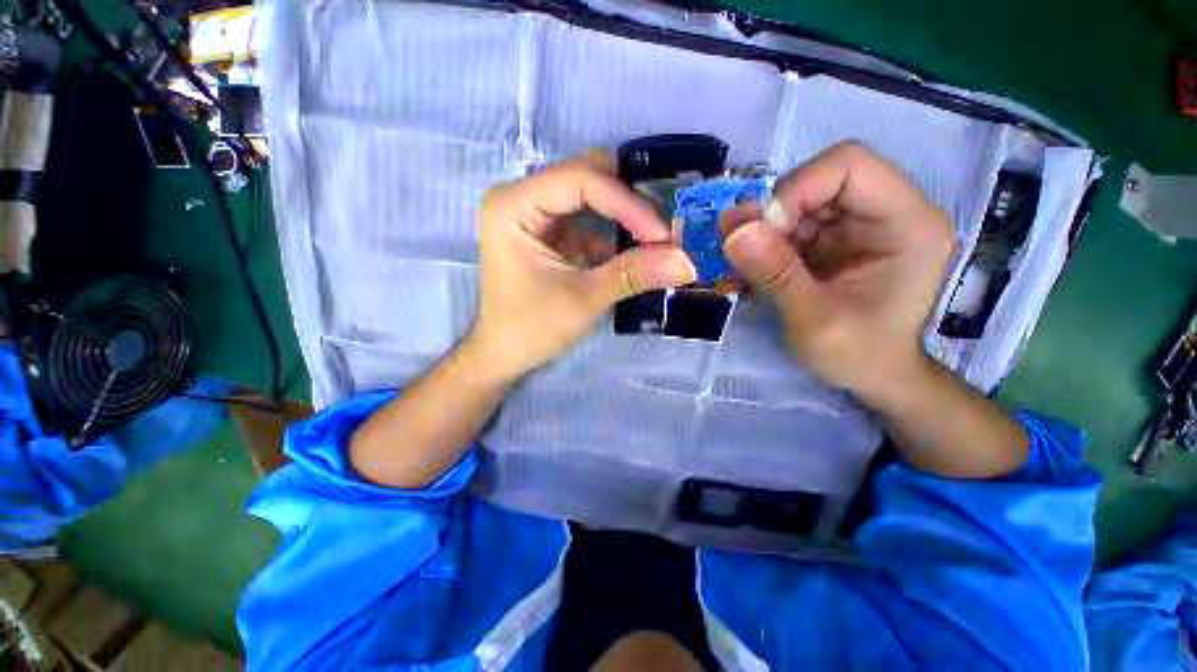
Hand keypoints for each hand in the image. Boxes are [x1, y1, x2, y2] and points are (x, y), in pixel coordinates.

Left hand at [465, 151, 696, 382]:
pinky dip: (617, 231)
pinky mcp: (551, 232)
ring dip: (627, 215)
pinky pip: (591, 218)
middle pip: (587, 176)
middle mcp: (522, 197)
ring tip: (657, 241)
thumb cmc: (531, 329)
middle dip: (630, 202)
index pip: (580, 180)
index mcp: (514, 205)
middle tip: (663, 232)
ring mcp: (537, 213)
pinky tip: (637, 251)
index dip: (628, 203)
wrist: (504, 354)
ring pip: (593, 194)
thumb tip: (688, 262)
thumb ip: (633, 275)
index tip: (663, 235)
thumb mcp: (583, 300)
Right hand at [722, 142, 954, 404]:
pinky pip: (790, 228)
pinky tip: (748, 273)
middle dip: (771, 215)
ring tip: (739, 268)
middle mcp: (885, 213)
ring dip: (762, 233)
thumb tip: (733, 230)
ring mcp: (857, 226)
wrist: (873, 378)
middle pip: (816, 182)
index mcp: (906, 223)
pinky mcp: (833, 242)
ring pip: (796, 204)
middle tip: (738, 250)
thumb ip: (776, 274)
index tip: (759, 233)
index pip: (848, 166)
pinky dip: (763, 246)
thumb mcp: (815, 321)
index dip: (795, 190)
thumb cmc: (860, 356)